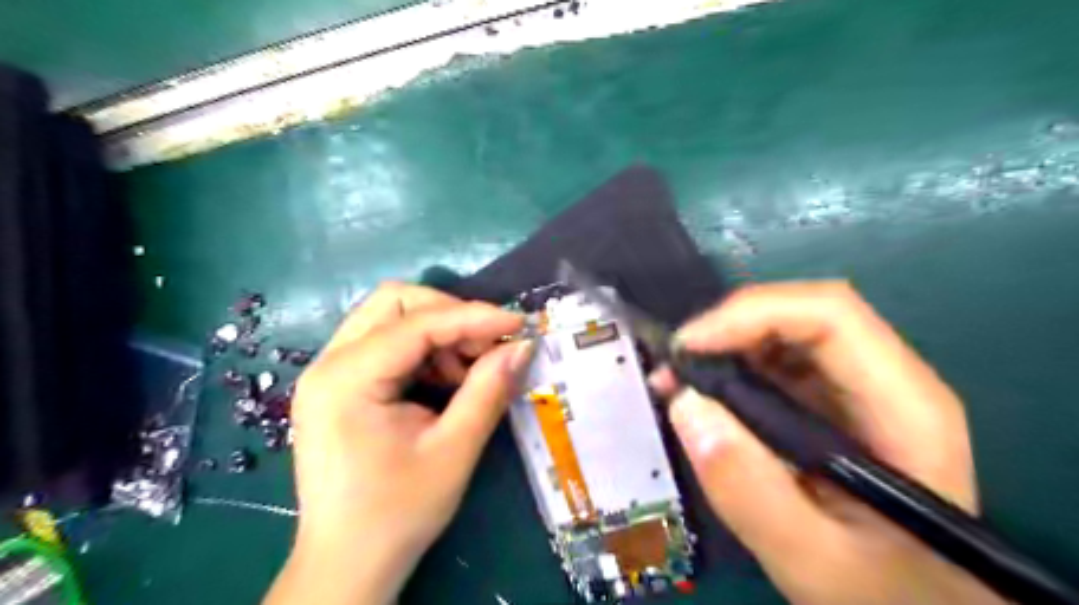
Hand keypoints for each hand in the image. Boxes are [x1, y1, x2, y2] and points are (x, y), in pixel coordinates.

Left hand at [263, 284, 529, 604]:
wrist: (348, 562)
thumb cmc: (398, 513)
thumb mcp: (454, 451)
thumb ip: (489, 390)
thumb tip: (522, 345)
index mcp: (346, 379)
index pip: (418, 323)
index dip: (473, 317)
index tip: (519, 323)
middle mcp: (329, 363)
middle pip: (395, 302)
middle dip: (450, 316)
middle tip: (487, 347)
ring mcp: (330, 371)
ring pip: (392, 317)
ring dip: (439, 332)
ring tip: (467, 372)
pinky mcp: (340, 383)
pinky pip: (388, 342)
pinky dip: (425, 350)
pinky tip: (445, 381)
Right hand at [654, 282, 1007, 604]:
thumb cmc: (879, 589)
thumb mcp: (811, 558)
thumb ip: (749, 490)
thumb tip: (685, 405)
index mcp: (903, 407)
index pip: (830, 316)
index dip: (753, 314)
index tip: (689, 346)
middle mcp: (885, 380)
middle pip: (803, 313)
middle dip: (730, 327)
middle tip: (675, 363)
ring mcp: (855, 388)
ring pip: (784, 331)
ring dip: (725, 343)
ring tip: (678, 378)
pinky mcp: (827, 401)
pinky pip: (774, 361)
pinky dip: (730, 365)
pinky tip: (700, 393)